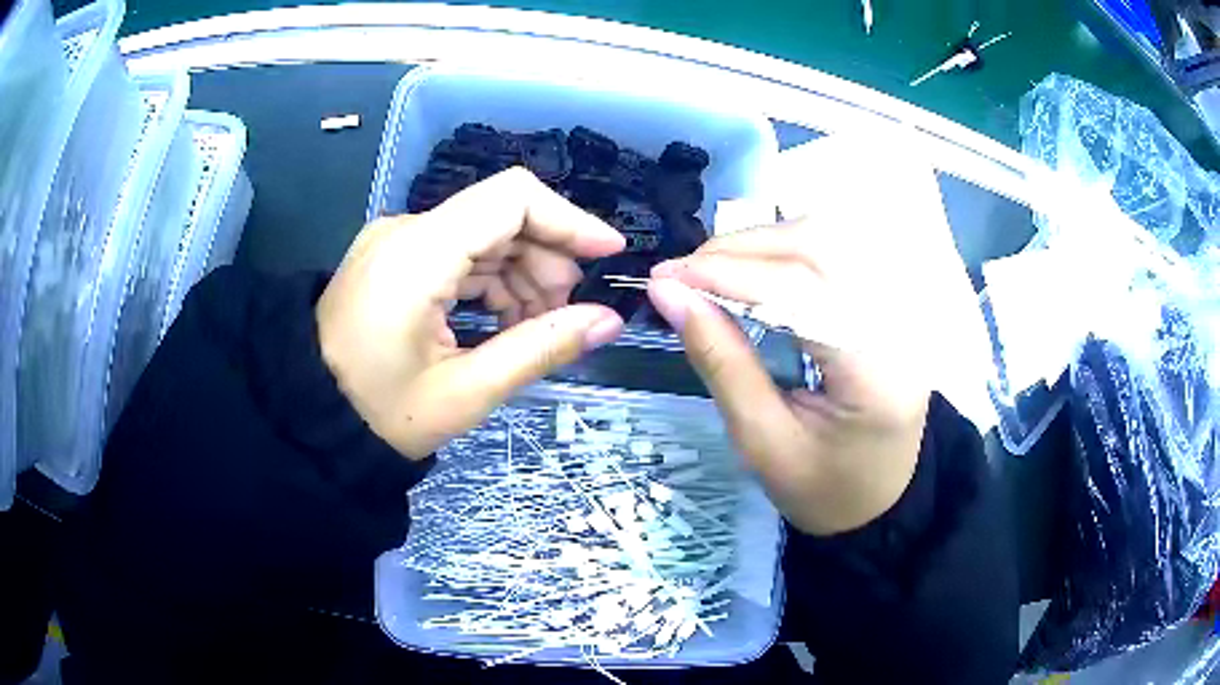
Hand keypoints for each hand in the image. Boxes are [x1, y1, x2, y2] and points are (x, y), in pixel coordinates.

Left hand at [317, 168, 625, 458]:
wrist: (308, 419)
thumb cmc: (380, 414)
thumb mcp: (466, 392)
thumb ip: (541, 347)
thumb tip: (608, 321)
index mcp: (418, 253)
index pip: (510, 198)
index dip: (568, 218)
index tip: (608, 253)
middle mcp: (406, 230)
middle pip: (500, 216)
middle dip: (546, 260)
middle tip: (564, 316)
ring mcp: (396, 241)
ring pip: (481, 235)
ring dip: (520, 275)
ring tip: (533, 330)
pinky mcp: (393, 257)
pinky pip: (456, 253)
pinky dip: (489, 282)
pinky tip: (501, 323)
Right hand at [646, 220, 931, 535]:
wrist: (877, 502)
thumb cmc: (821, 489)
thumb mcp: (762, 442)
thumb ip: (720, 362)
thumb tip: (669, 294)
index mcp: (874, 372)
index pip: (800, 291)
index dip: (728, 273)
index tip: (665, 276)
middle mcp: (897, 325)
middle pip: (818, 247)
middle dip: (741, 249)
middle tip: (683, 274)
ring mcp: (899, 309)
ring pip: (827, 239)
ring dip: (761, 244)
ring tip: (711, 272)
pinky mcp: (889, 304)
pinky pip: (835, 254)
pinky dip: (784, 252)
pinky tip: (752, 272)